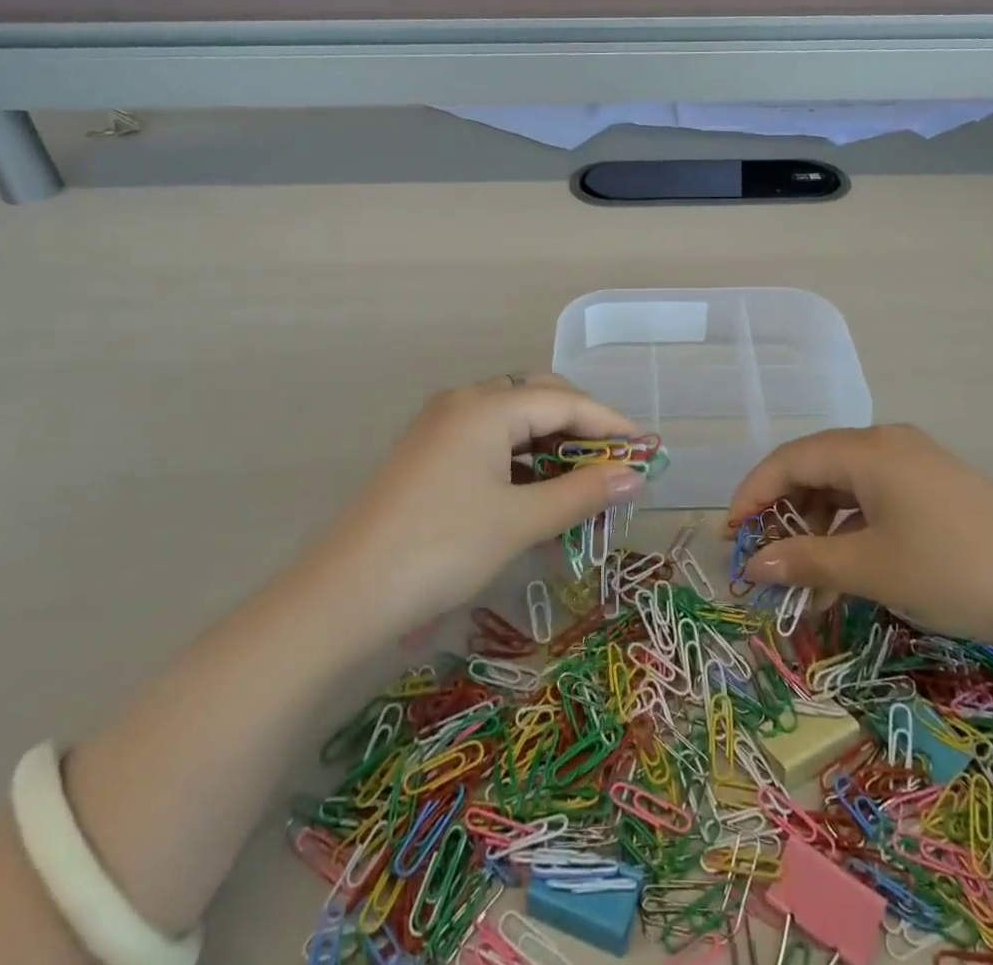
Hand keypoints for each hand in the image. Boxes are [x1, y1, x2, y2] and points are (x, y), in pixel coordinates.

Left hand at [326, 375, 642, 631]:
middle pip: (538, 398)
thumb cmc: (441, 548)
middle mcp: (463, 401)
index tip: (648, 448)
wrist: (344, 593)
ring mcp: (441, 425)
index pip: (565, 401)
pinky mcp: (429, 452)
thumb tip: (635, 476)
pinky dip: (522, 457)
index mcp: (487, 406)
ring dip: (552, 442)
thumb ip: (581, 493)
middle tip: (616, 461)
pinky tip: (537, 486)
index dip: (611, 423)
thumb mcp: (519, 521)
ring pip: (513, 418)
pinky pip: (489, 438)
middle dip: (582, 425)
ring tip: (584, 477)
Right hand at [726, 424, 992, 660]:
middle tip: (762, 555)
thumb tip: (754, 565)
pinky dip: (852, 527)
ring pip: (846, 484)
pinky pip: (876, 497)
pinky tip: (850, 562)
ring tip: (806, 570)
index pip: (789, 460)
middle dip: (783, 510)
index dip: (752, 494)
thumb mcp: (872, 569)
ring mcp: (917, 463)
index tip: (729, 536)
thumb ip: (806, 561)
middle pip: (815, 467)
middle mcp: (888, 443)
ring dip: (818, 523)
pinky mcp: (937, 488)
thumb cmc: (955, 570)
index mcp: (867, 449)